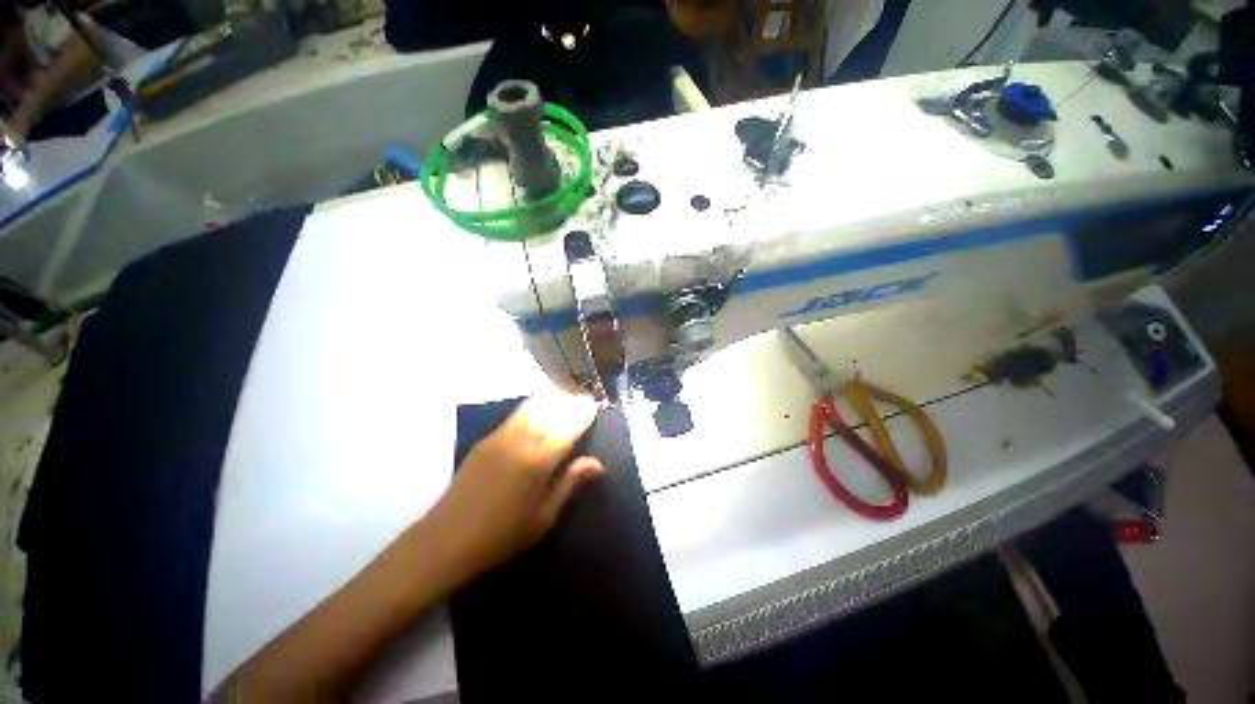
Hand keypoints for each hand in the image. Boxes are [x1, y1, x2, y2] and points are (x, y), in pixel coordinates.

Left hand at [424, 390, 605, 586]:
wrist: (446, 539)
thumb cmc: (502, 536)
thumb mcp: (544, 517)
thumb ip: (570, 483)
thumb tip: (597, 464)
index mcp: (538, 463)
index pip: (567, 430)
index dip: (582, 416)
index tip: (593, 405)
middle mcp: (520, 442)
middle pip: (550, 412)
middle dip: (568, 403)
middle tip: (581, 397)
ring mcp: (500, 437)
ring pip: (531, 408)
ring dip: (550, 400)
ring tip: (563, 396)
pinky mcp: (486, 440)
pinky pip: (515, 415)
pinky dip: (532, 407)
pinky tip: (538, 408)